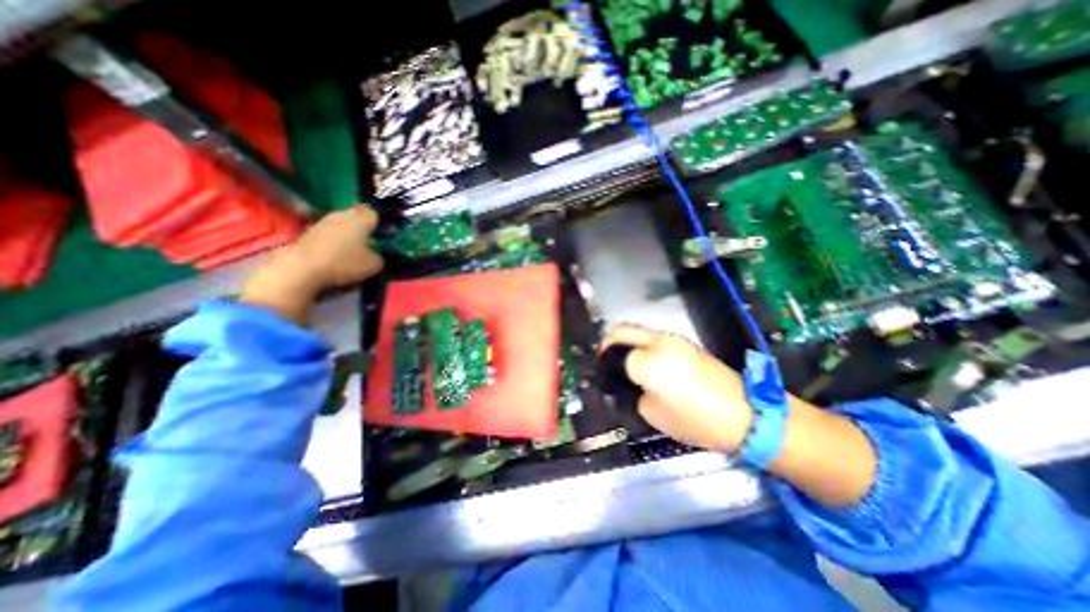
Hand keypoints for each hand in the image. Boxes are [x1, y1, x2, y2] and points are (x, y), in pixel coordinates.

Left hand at [238, 204, 385, 325]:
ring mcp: (323, 221)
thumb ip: (380, 257)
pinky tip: (336, 254)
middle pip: (357, 216)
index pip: (375, 213)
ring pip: (342, 223)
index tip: (383, 236)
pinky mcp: (309, 230)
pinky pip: (329, 232)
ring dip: (348, 233)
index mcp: (361, 218)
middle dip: (363, 227)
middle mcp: (342, 214)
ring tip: (353, 250)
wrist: (301, 268)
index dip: (380, 223)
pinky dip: (334, 240)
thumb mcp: (373, 265)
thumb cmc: (344, 262)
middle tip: (370, 243)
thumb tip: (377, 255)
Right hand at [601, 325, 754, 453]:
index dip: (606, 366)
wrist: (747, 415)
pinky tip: (650, 364)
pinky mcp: (687, 343)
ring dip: (628, 343)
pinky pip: (655, 339)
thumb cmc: (695, 420)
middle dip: (609, 342)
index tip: (604, 376)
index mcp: (647, 361)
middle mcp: (658, 341)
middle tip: (606, 359)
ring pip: (639, 332)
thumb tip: (630, 382)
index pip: (615, 355)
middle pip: (622, 329)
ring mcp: (674, 339)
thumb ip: (634, 393)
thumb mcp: (653, 414)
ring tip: (629, 364)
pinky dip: (645, 346)